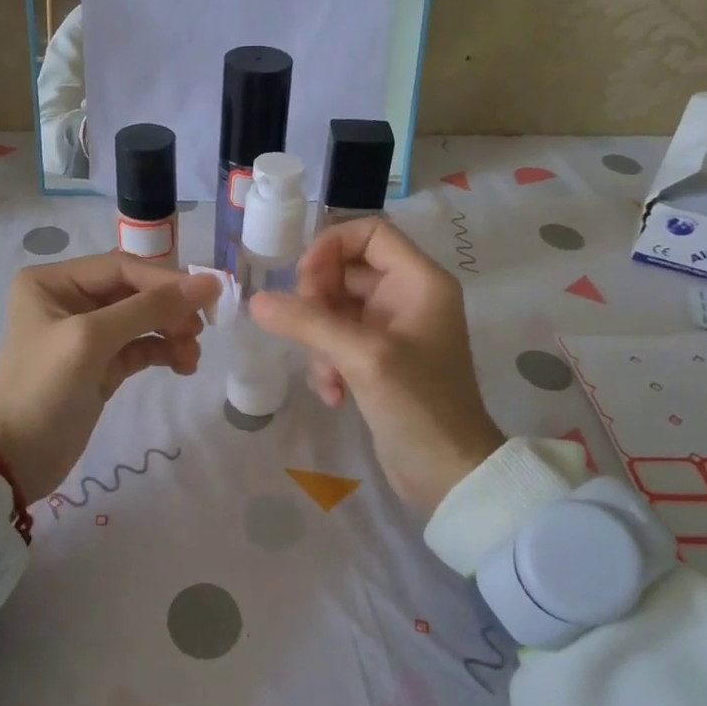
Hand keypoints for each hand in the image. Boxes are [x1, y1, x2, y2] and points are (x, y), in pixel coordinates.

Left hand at [0, 255, 218, 501]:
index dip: (166, 281)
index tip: (210, 296)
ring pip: (143, 320)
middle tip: (199, 332)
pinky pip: (141, 346)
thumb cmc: (44, 389)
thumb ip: (149, 309)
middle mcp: (69, 299)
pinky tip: (182, 365)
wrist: (16, 459)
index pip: (122, 268)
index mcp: (53, 281)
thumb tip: (209, 283)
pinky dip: (163, 352)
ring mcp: (86, 333)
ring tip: (191, 357)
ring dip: (172, 333)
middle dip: (170, 311)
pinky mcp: (101, 364)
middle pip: (136, 292)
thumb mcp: (92, 340)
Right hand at [251, 219, 502, 511]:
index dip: (331, 247)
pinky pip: (338, 343)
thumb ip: (308, 323)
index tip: (303, 281)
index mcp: (419, 281)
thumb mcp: (363, 357)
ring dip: (318, 342)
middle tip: (305, 333)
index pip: (369, 232)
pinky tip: (332, 395)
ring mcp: (391, 330)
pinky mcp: (378, 361)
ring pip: (335, 311)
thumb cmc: (418, 405)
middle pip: (344, 271)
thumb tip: (257, 301)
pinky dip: (327, 364)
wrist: (449, 473)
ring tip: (327, 377)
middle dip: (317, 304)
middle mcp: (407, 297)